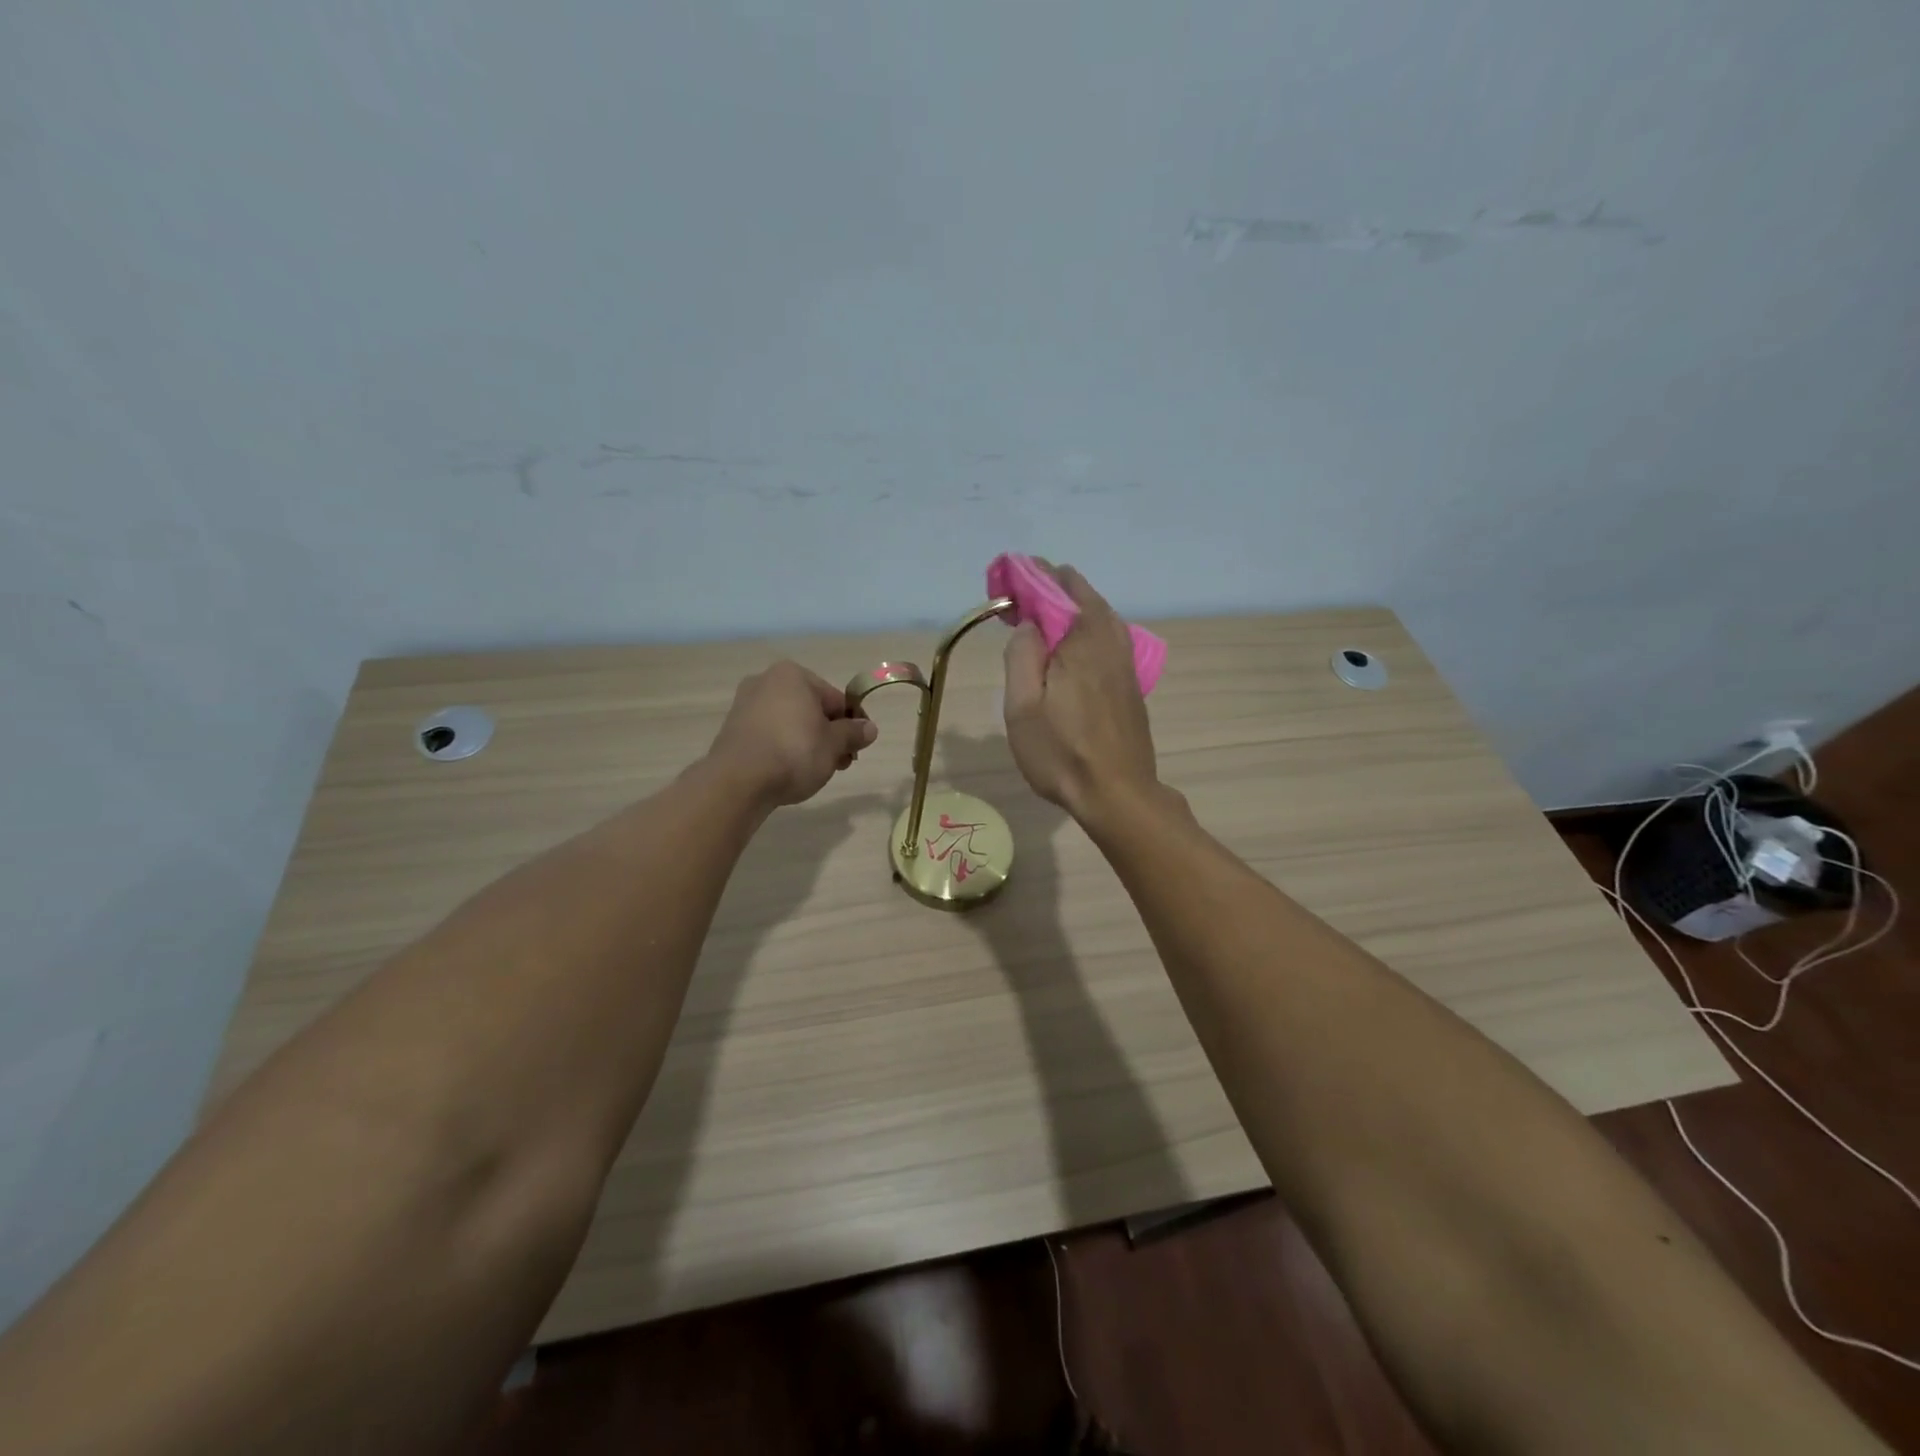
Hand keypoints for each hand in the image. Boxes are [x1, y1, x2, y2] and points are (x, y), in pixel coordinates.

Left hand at [706, 661, 877, 808]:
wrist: (739, 781)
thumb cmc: (795, 752)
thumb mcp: (834, 744)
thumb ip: (853, 733)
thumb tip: (869, 728)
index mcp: (793, 675)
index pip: (835, 699)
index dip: (852, 724)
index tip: (858, 748)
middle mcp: (766, 681)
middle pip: (811, 709)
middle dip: (829, 735)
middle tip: (839, 763)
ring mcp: (745, 705)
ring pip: (790, 722)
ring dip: (808, 743)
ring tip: (816, 771)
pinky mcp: (732, 729)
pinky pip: (769, 735)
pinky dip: (783, 748)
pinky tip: (789, 770)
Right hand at [1002, 563, 1159, 823]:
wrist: (1118, 794)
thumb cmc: (1062, 752)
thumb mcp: (1022, 706)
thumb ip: (1021, 655)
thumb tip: (1029, 624)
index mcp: (1083, 639)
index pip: (1059, 585)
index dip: (1030, 577)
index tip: (1005, 585)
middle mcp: (1111, 640)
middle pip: (1083, 595)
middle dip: (1050, 589)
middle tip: (1019, 605)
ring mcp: (1127, 661)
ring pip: (1100, 616)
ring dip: (1071, 608)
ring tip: (1042, 621)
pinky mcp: (1131, 682)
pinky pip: (1108, 637)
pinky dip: (1086, 628)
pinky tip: (1071, 649)